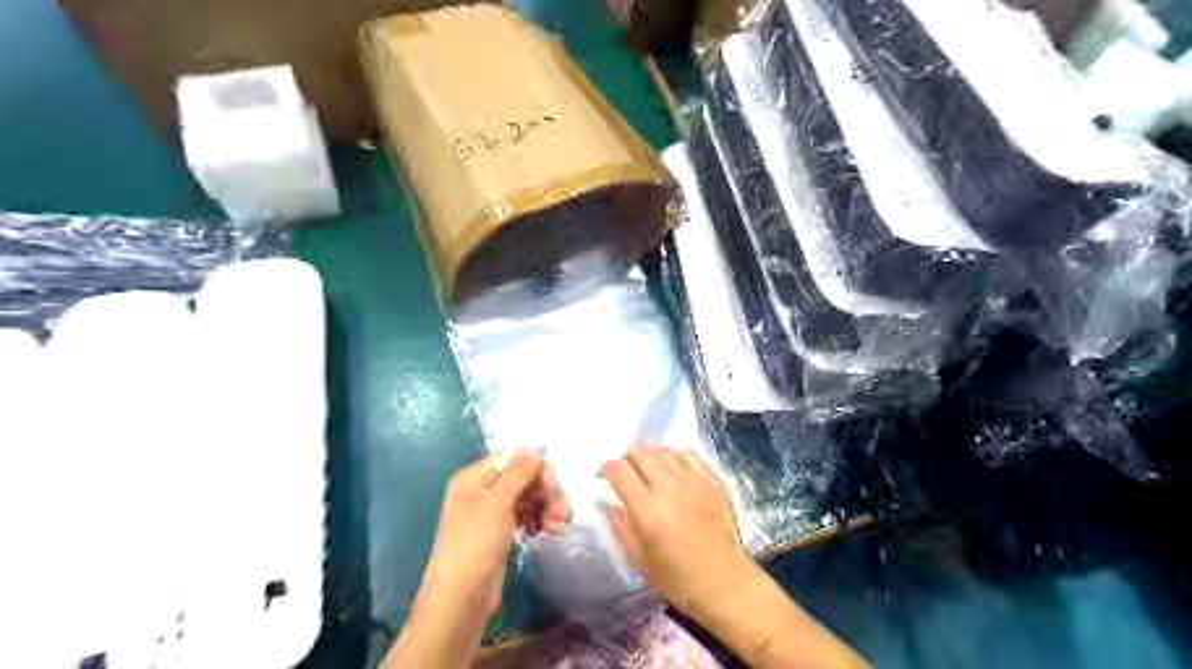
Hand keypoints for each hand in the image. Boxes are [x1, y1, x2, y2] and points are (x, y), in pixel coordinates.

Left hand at [420, 451, 569, 614]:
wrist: (461, 596)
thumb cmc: (476, 542)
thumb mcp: (499, 501)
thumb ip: (520, 473)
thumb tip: (536, 451)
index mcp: (473, 477)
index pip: (512, 458)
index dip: (536, 467)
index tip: (555, 485)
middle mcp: (481, 490)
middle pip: (522, 478)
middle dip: (545, 492)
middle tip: (563, 512)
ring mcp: (490, 512)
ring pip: (526, 498)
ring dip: (545, 507)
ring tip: (558, 526)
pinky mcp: (499, 532)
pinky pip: (524, 515)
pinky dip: (537, 520)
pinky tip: (547, 531)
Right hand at [602, 445, 747, 616]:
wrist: (724, 583)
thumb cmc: (677, 579)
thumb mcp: (638, 560)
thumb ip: (620, 527)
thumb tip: (608, 503)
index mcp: (646, 509)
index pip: (619, 470)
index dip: (606, 468)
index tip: (604, 476)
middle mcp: (668, 488)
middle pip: (641, 453)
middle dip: (627, 458)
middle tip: (626, 472)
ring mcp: (693, 481)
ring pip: (664, 451)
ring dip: (650, 456)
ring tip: (649, 468)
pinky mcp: (713, 481)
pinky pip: (689, 455)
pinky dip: (675, 456)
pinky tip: (673, 468)